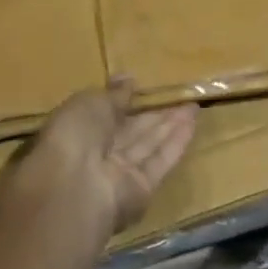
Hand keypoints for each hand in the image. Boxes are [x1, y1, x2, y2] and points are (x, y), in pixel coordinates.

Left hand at [18, 80, 197, 239]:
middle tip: (180, 96)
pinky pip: (159, 162)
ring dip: (170, 126)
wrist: (74, 188)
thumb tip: (127, 78)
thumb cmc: (75, 134)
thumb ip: (113, 94)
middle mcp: (100, 152)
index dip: (127, 100)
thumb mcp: (91, 102)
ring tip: (193, 106)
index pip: (108, 113)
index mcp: (80, 129)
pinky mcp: (142, 190)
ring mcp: (121, 173)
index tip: (146, 87)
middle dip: (155, 114)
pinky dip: (176, 143)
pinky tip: (192, 125)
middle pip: (133, 131)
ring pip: (149, 145)